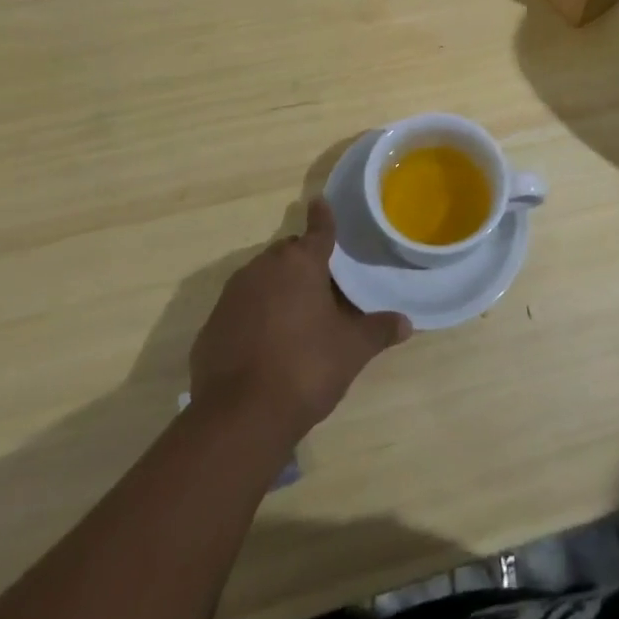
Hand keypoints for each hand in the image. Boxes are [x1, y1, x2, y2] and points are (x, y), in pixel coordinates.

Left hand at [190, 198, 409, 443]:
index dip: (323, 217)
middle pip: (288, 254)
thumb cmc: (306, 367)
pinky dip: (254, 316)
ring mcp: (232, 295)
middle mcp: (263, 268)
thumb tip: (406, 323)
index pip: (318, 230)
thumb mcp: (352, 350)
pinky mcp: (212, 325)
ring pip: (261, 279)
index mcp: (301, 263)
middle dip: (304, 264)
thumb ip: (378, 330)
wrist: (239, 416)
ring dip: (278, 289)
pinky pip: (240, 308)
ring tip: (296, 318)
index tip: (319, 201)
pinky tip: (265, 345)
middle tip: (323, 288)